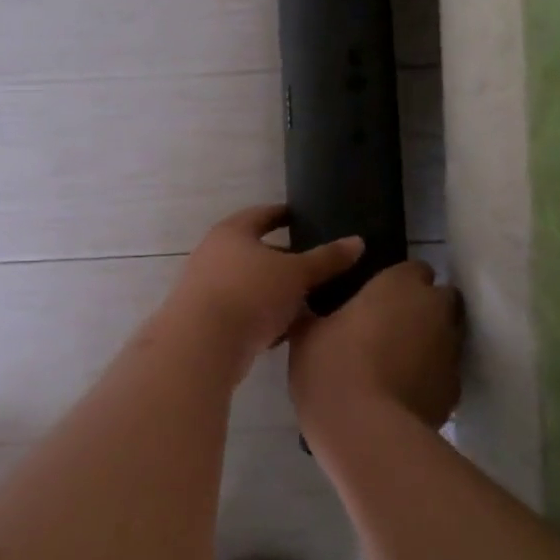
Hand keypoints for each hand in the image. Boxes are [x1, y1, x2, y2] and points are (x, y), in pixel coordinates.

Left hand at [165, 205, 364, 355]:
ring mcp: (206, 288)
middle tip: (313, 266)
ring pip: (249, 285)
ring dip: (274, 293)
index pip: (261, 215)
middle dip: (283, 260)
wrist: (202, 344)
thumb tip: (357, 241)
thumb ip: (326, 259)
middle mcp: (213, 254)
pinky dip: (263, 318)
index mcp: (232, 232)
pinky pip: (242, 312)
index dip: (282, 215)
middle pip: (254, 252)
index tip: (301, 217)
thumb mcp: (296, 274)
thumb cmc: (250, 293)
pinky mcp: (206, 320)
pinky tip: (286, 332)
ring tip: (307, 302)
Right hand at [289, 260, 462, 432]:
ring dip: (428, 343)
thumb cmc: (331, 367)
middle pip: (440, 299)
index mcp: (399, 284)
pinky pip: (443, 374)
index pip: (413, 269)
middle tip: (389, 326)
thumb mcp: (306, 334)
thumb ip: (315, 313)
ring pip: (446, 337)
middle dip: (422, 308)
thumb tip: (309, 309)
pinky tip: (402, 393)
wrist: (366, 432)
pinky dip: (429, 377)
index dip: (397, 283)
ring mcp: (451, 351)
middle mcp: (435, 309)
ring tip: (394, 363)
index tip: (375, 298)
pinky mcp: (455, 390)